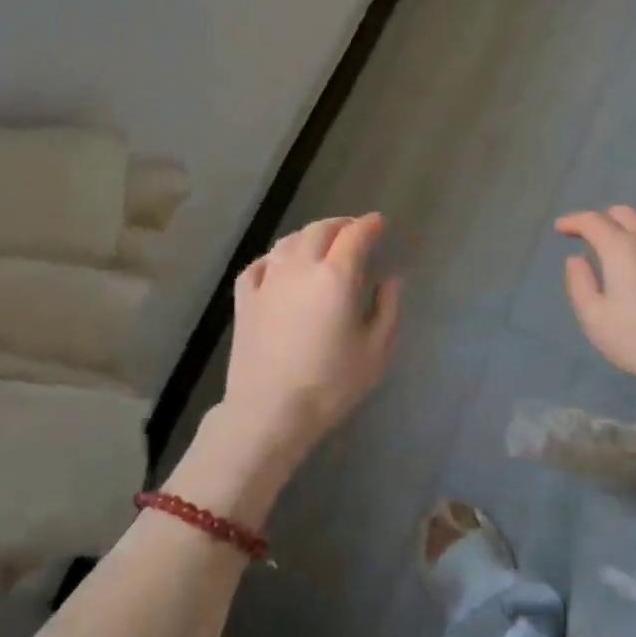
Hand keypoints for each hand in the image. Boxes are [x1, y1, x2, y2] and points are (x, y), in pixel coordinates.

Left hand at [226, 213, 402, 462]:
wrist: (269, 413)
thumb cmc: (330, 384)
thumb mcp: (376, 351)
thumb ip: (387, 308)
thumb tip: (390, 279)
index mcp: (336, 276)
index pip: (356, 235)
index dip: (369, 224)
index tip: (379, 223)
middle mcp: (300, 267)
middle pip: (320, 230)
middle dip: (341, 225)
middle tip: (353, 231)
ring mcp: (268, 280)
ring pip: (289, 241)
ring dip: (309, 236)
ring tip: (320, 244)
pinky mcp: (244, 299)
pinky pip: (260, 263)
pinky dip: (275, 256)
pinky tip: (279, 265)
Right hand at [556, 206, 635, 414]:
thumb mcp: (596, 320)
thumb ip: (580, 284)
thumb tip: (576, 259)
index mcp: (623, 248)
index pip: (592, 220)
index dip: (573, 221)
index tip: (560, 229)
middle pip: (623, 213)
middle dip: (601, 219)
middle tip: (588, 237)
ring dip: (628, 230)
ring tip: (618, 251)